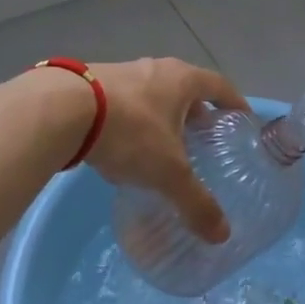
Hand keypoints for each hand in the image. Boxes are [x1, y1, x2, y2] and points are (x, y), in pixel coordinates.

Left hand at [87, 58, 249, 243]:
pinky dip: (133, 119)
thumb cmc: (130, 131)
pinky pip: (125, 101)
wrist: (62, 109)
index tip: (242, 121)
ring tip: (163, 146)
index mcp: (182, 80)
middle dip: (196, 114)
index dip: (234, 104)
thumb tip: (222, 235)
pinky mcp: (92, 82)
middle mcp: (156, 68)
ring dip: (162, 116)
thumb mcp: (168, 173)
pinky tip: (125, 145)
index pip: (220, 86)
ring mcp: (122, 72)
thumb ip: (196, 203)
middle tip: (203, 141)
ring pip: (153, 94)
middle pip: (186, 89)